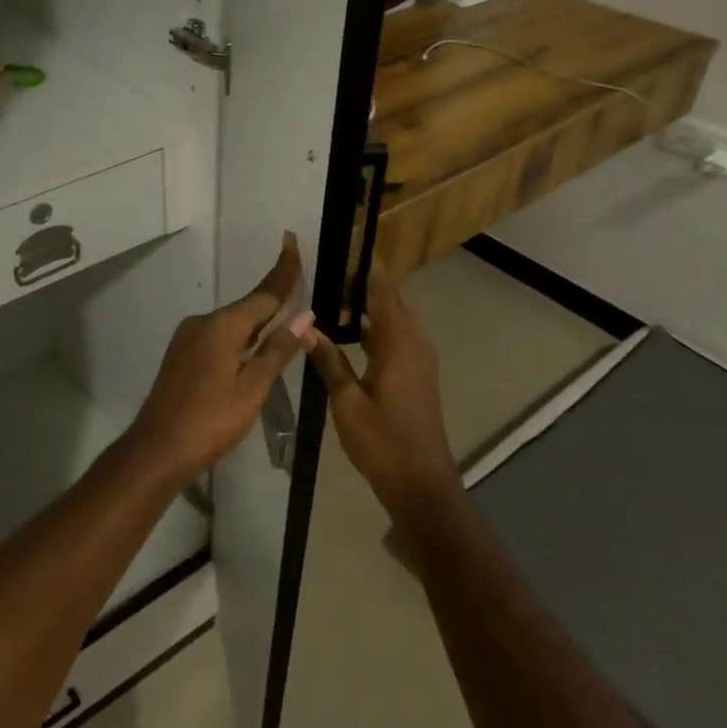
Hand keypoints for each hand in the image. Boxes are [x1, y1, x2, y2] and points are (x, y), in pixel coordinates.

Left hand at [125, 233, 310, 479]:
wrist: (157, 448)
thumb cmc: (210, 421)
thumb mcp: (253, 388)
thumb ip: (277, 350)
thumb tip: (303, 315)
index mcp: (223, 326)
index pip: (263, 293)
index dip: (283, 271)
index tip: (292, 241)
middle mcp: (203, 322)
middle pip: (248, 307)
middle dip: (274, 301)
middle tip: (300, 290)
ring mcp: (187, 338)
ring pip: (232, 324)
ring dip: (257, 324)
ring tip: (284, 327)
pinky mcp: (181, 354)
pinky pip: (218, 337)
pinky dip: (239, 338)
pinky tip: (251, 352)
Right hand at [303, 260, 461, 516]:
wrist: (421, 484)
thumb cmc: (382, 442)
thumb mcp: (347, 401)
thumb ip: (328, 359)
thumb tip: (306, 325)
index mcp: (400, 344)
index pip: (383, 292)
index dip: (366, 267)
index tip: (347, 243)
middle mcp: (415, 344)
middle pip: (393, 299)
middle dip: (367, 279)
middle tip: (333, 264)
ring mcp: (419, 360)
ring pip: (396, 318)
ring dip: (372, 301)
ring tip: (336, 289)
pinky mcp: (417, 375)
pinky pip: (397, 336)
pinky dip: (376, 323)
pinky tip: (351, 329)